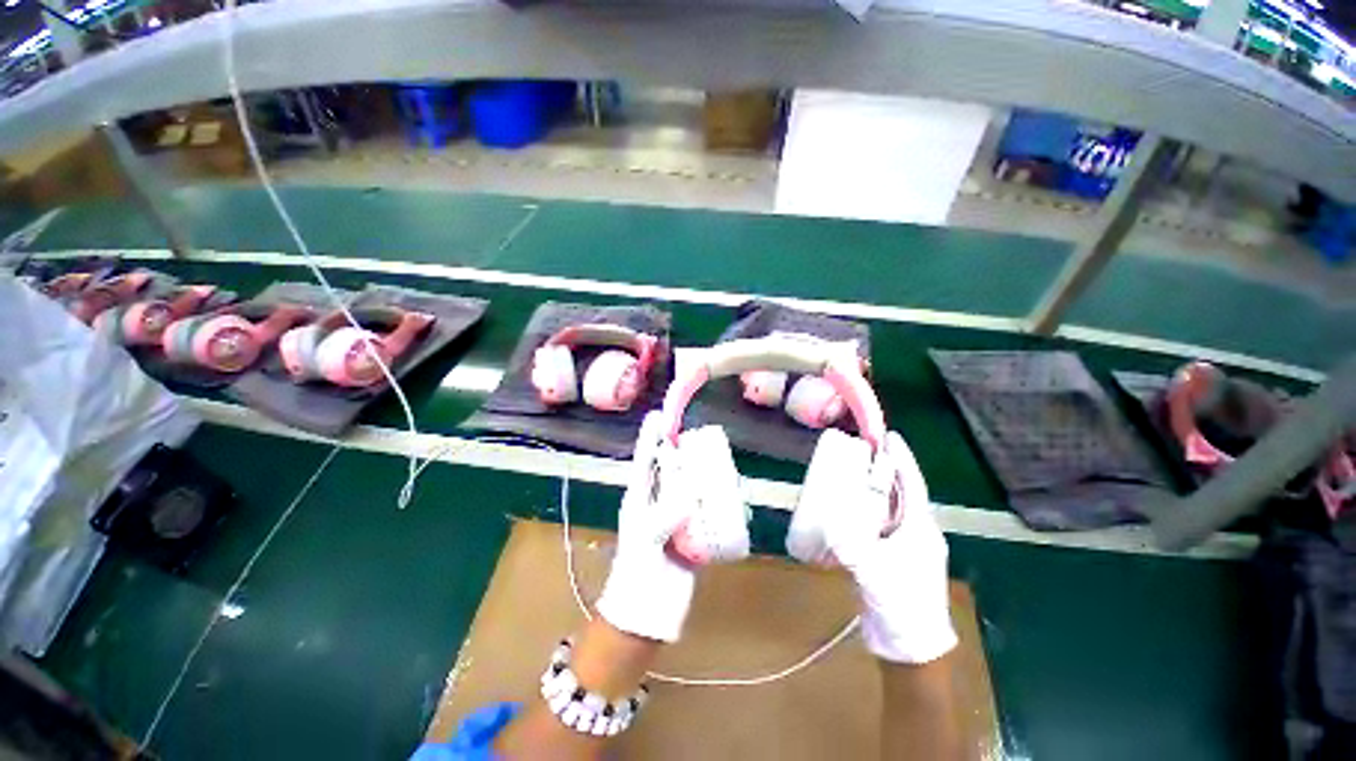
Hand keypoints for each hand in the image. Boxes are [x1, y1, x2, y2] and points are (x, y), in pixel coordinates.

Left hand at [595, 412, 696, 642]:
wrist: (647, 615)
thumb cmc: (637, 577)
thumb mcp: (645, 544)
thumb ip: (663, 517)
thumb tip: (689, 493)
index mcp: (639, 500)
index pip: (644, 461)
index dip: (650, 438)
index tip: (658, 414)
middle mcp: (657, 503)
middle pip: (670, 469)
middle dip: (681, 450)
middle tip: (698, 436)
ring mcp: (675, 517)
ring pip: (688, 486)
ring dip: (701, 473)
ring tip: (718, 460)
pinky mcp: (691, 532)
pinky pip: (704, 509)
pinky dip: (715, 500)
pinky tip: (730, 495)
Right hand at [825, 431, 956, 663]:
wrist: (909, 647)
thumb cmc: (902, 606)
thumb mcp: (878, 575)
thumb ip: (855, 551)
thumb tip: (829, 526)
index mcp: (919, 529)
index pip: (912, 485)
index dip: (902, 460)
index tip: (890, 436)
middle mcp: (913, 531)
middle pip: (899, 491)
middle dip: (883, 469)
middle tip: (861, 450)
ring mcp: (901, 544)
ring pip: (886, 506)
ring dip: (871, 488)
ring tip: (850, 471)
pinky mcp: (888, 555)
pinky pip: (875, 522)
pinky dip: (862, 509)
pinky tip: (845, 506)